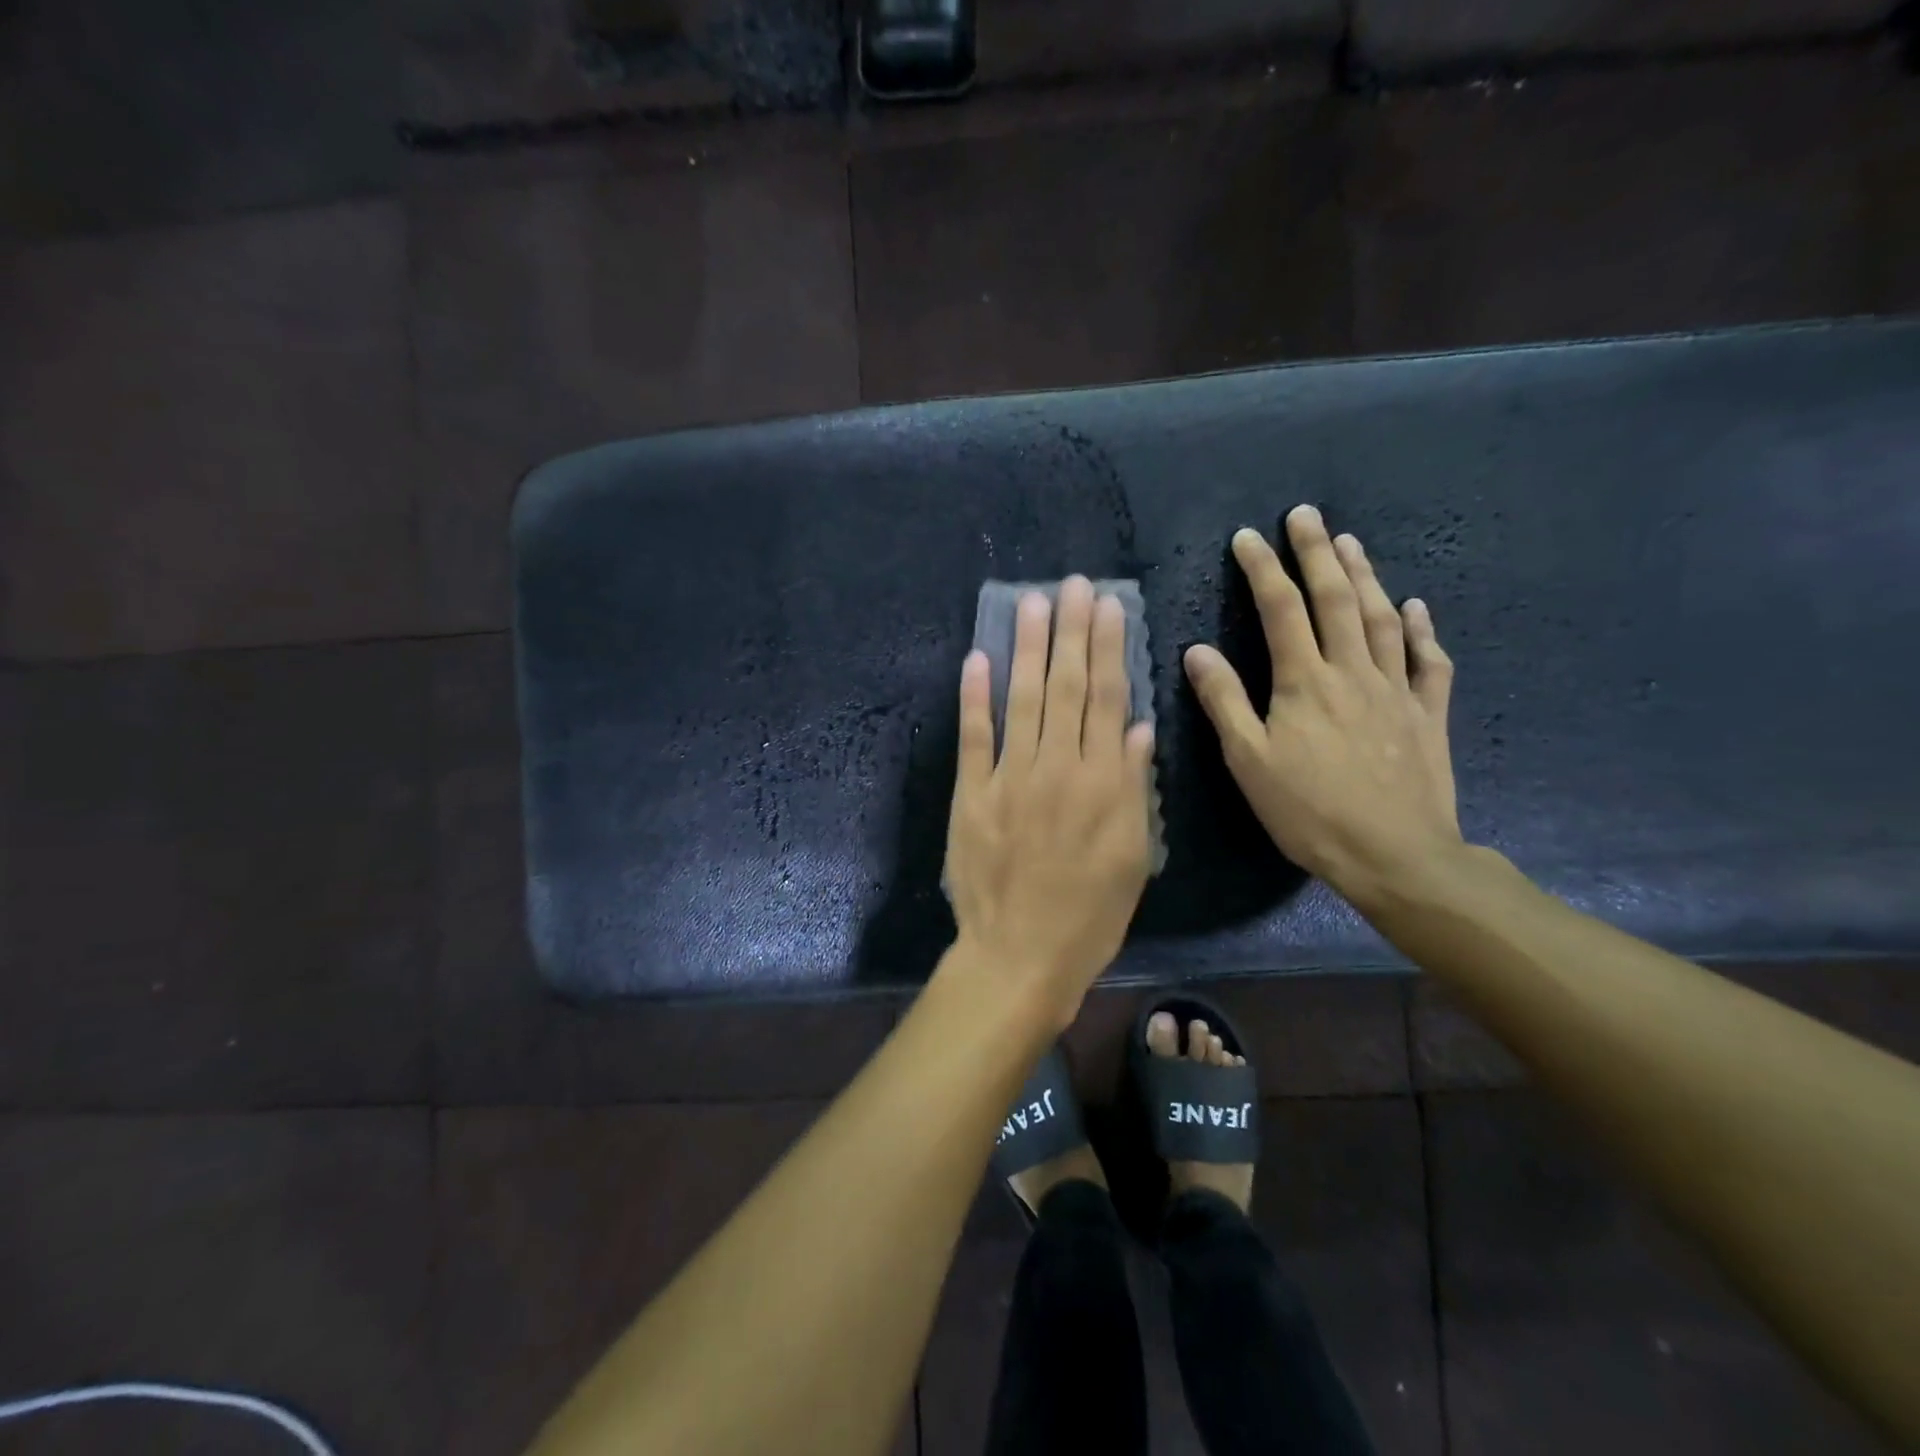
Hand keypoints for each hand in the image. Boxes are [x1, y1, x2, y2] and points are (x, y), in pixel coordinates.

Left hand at [946, 577, 1156, 1024]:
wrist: (1020, 955)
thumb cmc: (1089, 915)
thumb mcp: (1132, 858)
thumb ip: (1134, 789)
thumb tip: (1140, 730)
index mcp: (1102, 783)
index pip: (1108, 700)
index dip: (1108, 649)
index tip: (1107, 607)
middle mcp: (1057, 768)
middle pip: (1067, 688)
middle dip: (1070, 632)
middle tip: (1071, 586)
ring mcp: (1009, 778)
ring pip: (1022, 700)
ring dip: (1028, 649)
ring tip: (1032, 604)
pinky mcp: (971, 795)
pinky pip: (973, 737)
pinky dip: (974, 697)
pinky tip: (978, 659)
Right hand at [1183, 505, 1462, 912]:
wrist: (1395, 854)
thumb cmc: (1309, 811)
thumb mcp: (1249, 761)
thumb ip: (1223, 702)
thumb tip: (1197, 651)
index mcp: (1304, 682)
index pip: (1281, 609)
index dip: (1263, 569)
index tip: (1247, 537)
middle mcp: (1352, 672)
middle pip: (1335, 599)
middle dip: (1317, 553)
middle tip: (1306, 515)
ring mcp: (1396, 689)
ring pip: (1382, 618)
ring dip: (1365, 576)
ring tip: (1351, 542)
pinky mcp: (1427, 714)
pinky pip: (1428, 661)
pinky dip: (1422, 628)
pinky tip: (1415, 606)